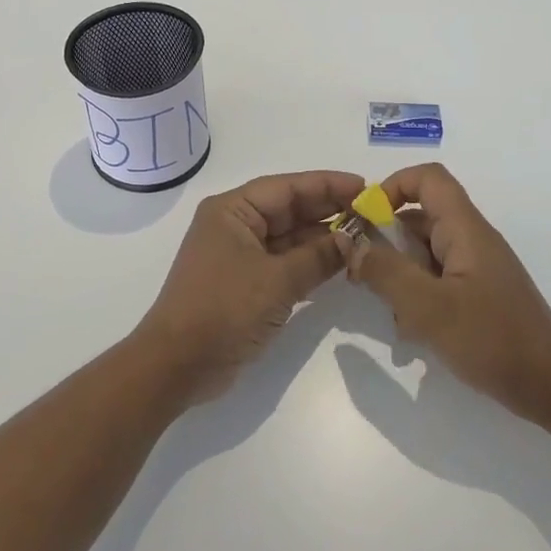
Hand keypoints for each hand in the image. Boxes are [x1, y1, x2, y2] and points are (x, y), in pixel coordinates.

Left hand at [138, 169, 365, 402]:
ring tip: (365, 239)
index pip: (287, 187)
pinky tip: (341, 265)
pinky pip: (284, 264)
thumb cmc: (223, 309)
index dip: (327, 185)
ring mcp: (239, 256)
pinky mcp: (245, 284)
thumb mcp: (276, 280)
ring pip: (289, 239)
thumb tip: (354, 238)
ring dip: (322, 240)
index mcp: (232, 211)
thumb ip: (318, 256)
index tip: (365, 187)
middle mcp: (235, 226)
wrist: (178, 365)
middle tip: (372, 215)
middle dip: (329, 212)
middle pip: (289, 210)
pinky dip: (310, 264)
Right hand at [336, 163, 550, 423]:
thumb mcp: (429, 307)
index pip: (428, 179)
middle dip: (385, 241)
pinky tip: (410, 332)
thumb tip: (352, 243)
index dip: (391, 187)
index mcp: (465, 230)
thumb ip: (386, 272)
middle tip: (360, 274)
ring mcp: (475, 269)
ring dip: (398, 274)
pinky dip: (416, 296)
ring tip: (389, 311)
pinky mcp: (476, 295)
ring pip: (423, 253)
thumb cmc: (493, 340)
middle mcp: (470, 241)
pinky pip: (435, 280)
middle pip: (419, 218)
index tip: (364, 220)